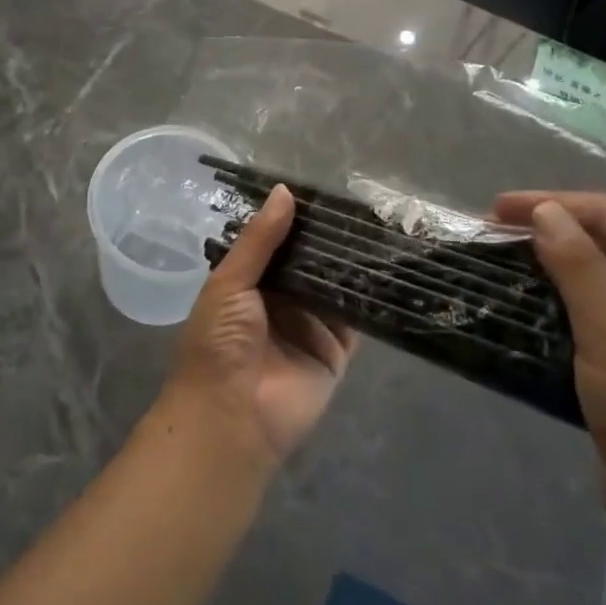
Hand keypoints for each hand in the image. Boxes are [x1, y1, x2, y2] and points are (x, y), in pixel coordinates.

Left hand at [163, 185, 359, 470]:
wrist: (230, 416)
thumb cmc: (218, 342)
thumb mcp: (230, 282)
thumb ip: (260, 240)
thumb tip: (284, 191)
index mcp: (248, 283)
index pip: (276, 242)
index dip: (295, 219)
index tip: (323, 188)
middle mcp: (280, 300)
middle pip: (309, 261)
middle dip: (328, 238)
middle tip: (361, 203)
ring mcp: (309, 325)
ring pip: (334, 285)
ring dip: (350, 262)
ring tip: (380, 224)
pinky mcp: (335, 350)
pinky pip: (354, 318)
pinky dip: (367, 296)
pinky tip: (387, 266)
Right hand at [492, 191, 605, 551]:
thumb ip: (578, 265)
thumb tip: (545, 212)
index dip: (553, 204)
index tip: (495, 211)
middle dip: (550, 232)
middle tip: (490, 236)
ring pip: (599, 278)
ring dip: (551, 266)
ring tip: (500, 264)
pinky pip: (597, 314)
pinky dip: (560, 302)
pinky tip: (524, 304)